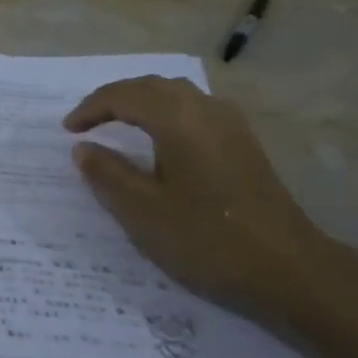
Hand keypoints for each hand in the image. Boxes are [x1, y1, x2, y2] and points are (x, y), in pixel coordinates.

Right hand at [64, 77, 357, 342]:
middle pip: (152, 87)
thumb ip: (107, 174)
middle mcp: (206, 110)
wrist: (290, 271)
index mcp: (178, 119)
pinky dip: (167, 114)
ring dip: (142, 103)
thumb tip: (83, 148)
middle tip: (88, 122)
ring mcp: (231, 125)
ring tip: (119, 125)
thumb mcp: (142, 212)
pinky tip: (163, 141)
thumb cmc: (208, 240)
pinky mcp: (245, 145)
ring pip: (177, 95)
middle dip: (115, 99)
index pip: (123, 96)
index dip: (90, 109)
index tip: (68, 131)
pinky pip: (195, 111)